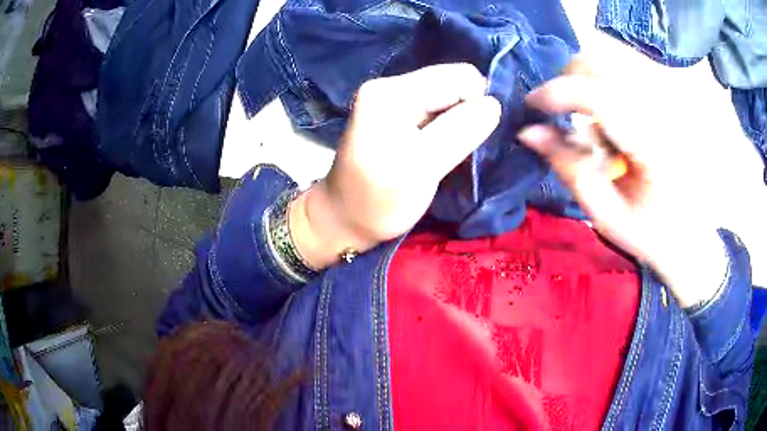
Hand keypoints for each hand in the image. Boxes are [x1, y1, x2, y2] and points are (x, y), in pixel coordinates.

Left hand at [290, 64, 500, 269]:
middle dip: (469, 114)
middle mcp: (391, 85)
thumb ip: (459, 131)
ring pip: (449, 99)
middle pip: (453, 84)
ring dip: (460, 123)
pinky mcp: (397, 114)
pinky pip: (438, 111)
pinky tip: (442, 149)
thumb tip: (494, 103)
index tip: (474, 141)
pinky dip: (449, 128)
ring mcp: (393, 99)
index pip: (459, 77)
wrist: (344, 219)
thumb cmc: (379, 201)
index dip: (477, 105)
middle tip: (461, 150)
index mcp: (392, 91)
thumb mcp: (421, 168)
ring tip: (450, 152)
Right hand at [518, 58, 756, 306]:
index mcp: (653, 145)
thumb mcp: (607, 215)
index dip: (556, 93)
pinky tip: (608, 117)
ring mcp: (667, 98)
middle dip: (567, 82)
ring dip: (584, 82)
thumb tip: (529, 132)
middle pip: (600, 64)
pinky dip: (602, 84)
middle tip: (557, 115)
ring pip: (609, 62)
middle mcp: (663, 109)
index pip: (597, 96)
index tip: (530, 108)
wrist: (693, 236)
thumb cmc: (653, 235)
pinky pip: (624, 71)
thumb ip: (569, 168)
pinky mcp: (667, 97)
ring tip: (584, 118)